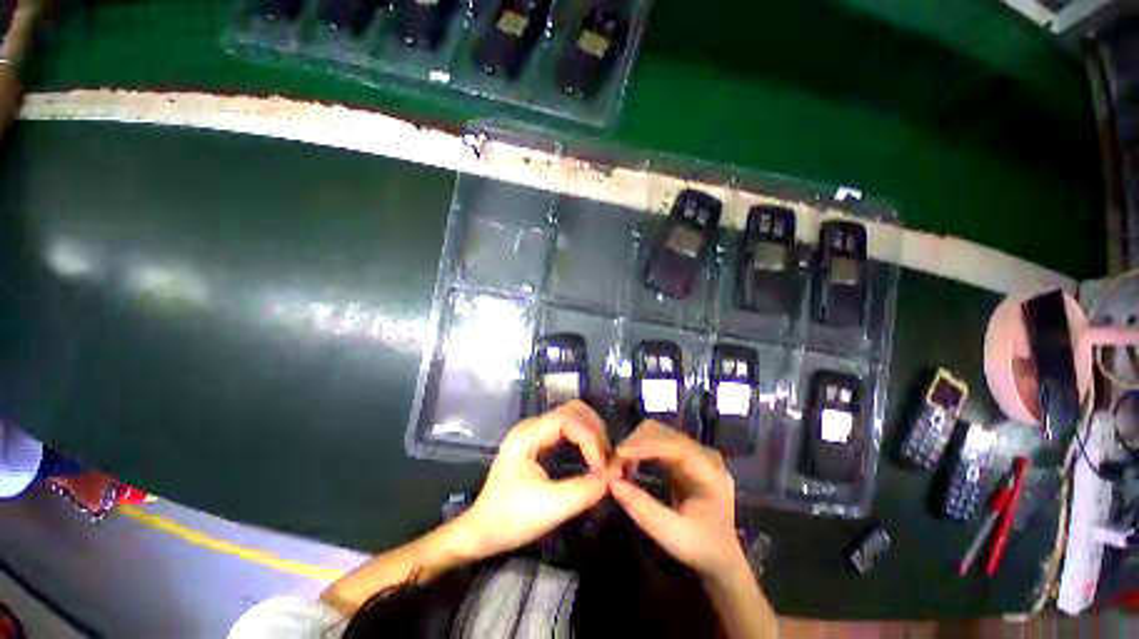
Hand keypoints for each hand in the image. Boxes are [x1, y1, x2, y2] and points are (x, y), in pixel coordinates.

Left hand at [457, 400, 616, 558]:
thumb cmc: (510, 520)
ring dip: (592, 433)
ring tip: (602, 459)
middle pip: (573, 410)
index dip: (590, 439)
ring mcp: (535, 430)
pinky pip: (569, 428)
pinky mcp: (540, 439)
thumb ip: (585, 490)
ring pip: (573, 415)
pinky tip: (592, 457)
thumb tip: (617, 474)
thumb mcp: (550, 508)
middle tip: (607, 460)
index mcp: (527, 435)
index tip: (602, 467)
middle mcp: (531, 425)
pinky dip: (585, 438)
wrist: (482, 531)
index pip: (567, 419)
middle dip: (595, 431)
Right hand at [609, 421, 745, 578]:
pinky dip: (638, 449)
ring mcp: (692, 452)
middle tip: (614, 465)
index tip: (619, 454)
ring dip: (634, 444)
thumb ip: (644, 509)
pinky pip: (655, 441)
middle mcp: (702, 454)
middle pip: (662, 432)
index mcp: (710, 472)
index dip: (645, 446)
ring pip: (656, 433)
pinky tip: (629, 464)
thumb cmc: (701, 548)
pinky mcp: (681, 455)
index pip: (675, 446)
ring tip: (619, 466)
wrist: (720, 556)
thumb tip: (612, 483)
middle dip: (635, 444)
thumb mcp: (673, 536)